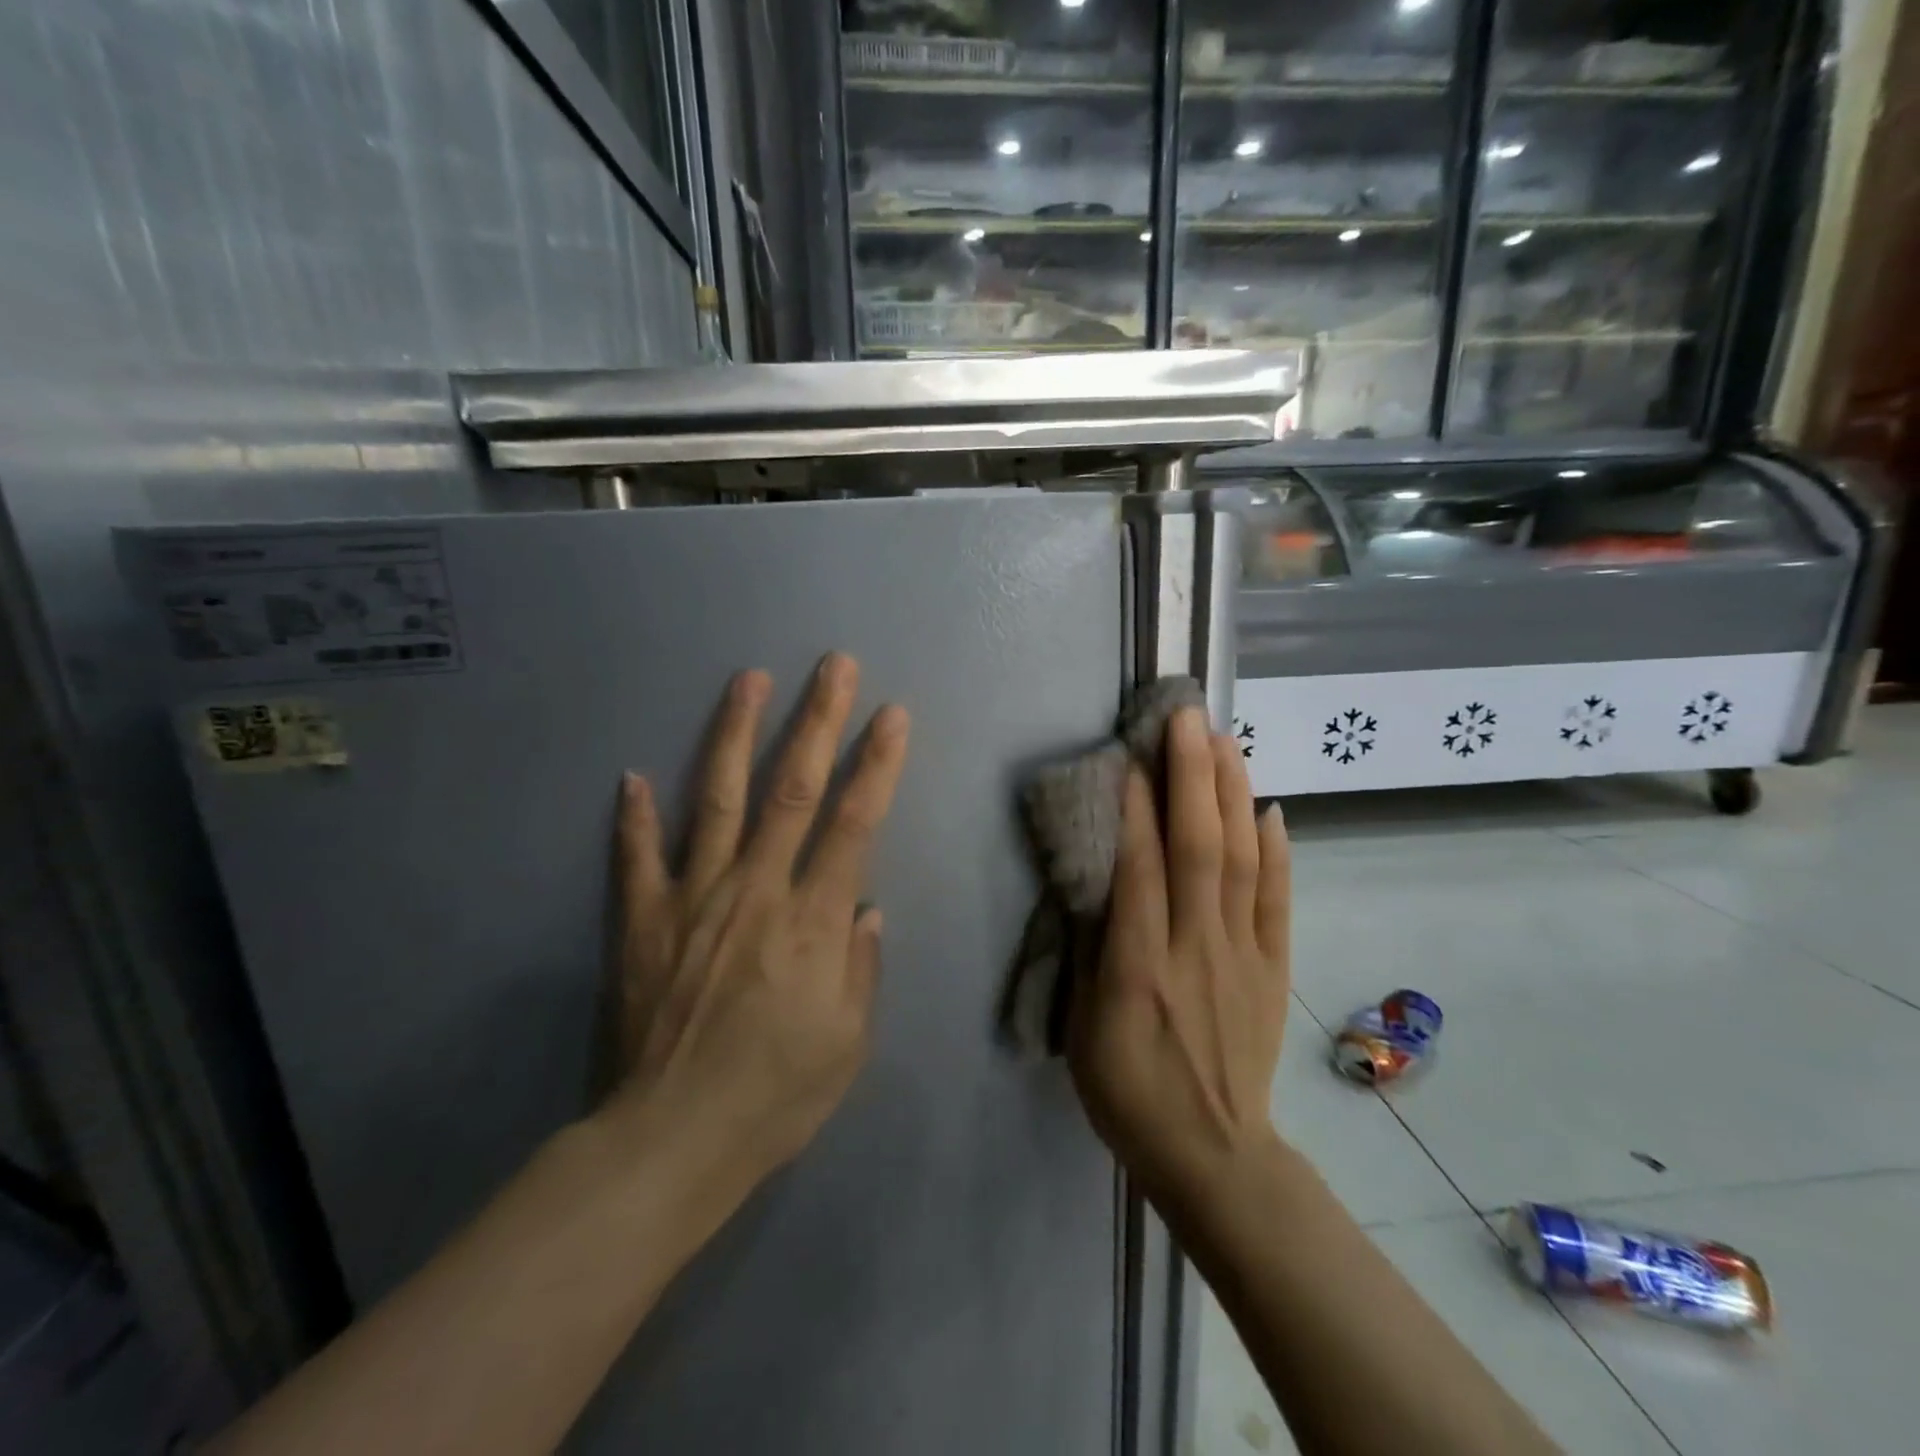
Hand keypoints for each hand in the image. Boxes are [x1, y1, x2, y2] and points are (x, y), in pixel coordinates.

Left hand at [604, 653, 909, 1186]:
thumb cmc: (776, 1095)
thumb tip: (867, 907)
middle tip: (834, 665)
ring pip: (720, 800)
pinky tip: (632, 775)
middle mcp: (757, 891)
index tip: (892, 715)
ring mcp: (694, 898)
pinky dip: (635, 816)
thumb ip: (862, 965)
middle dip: (818, 720)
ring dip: (736, 734)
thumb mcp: (850, 1042)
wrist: (672, 1141)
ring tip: (749, 680)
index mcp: (814, 920)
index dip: (877, 764)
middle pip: (793, 789)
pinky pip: (639, 857)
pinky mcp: (645, 920)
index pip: (854, 822)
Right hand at [1068, 706, 1290, 1209]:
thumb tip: (1100, 883)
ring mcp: (1243, 955)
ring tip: (1226, 740)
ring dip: (1234, 795)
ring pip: (1243, 861)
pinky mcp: (1273, 968)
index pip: (1142, 871)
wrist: (1213, 1153)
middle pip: (1199, 849)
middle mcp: (1196, 949)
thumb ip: (1093, 952)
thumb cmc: (1129, 1091)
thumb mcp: (1084, 1029)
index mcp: (1141, 969)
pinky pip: (1279, 899)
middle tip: (1187, 718)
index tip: (1133, 755)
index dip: (1137, 809)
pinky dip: (1277, 850)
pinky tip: (1270, 807)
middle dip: (1192, 776)